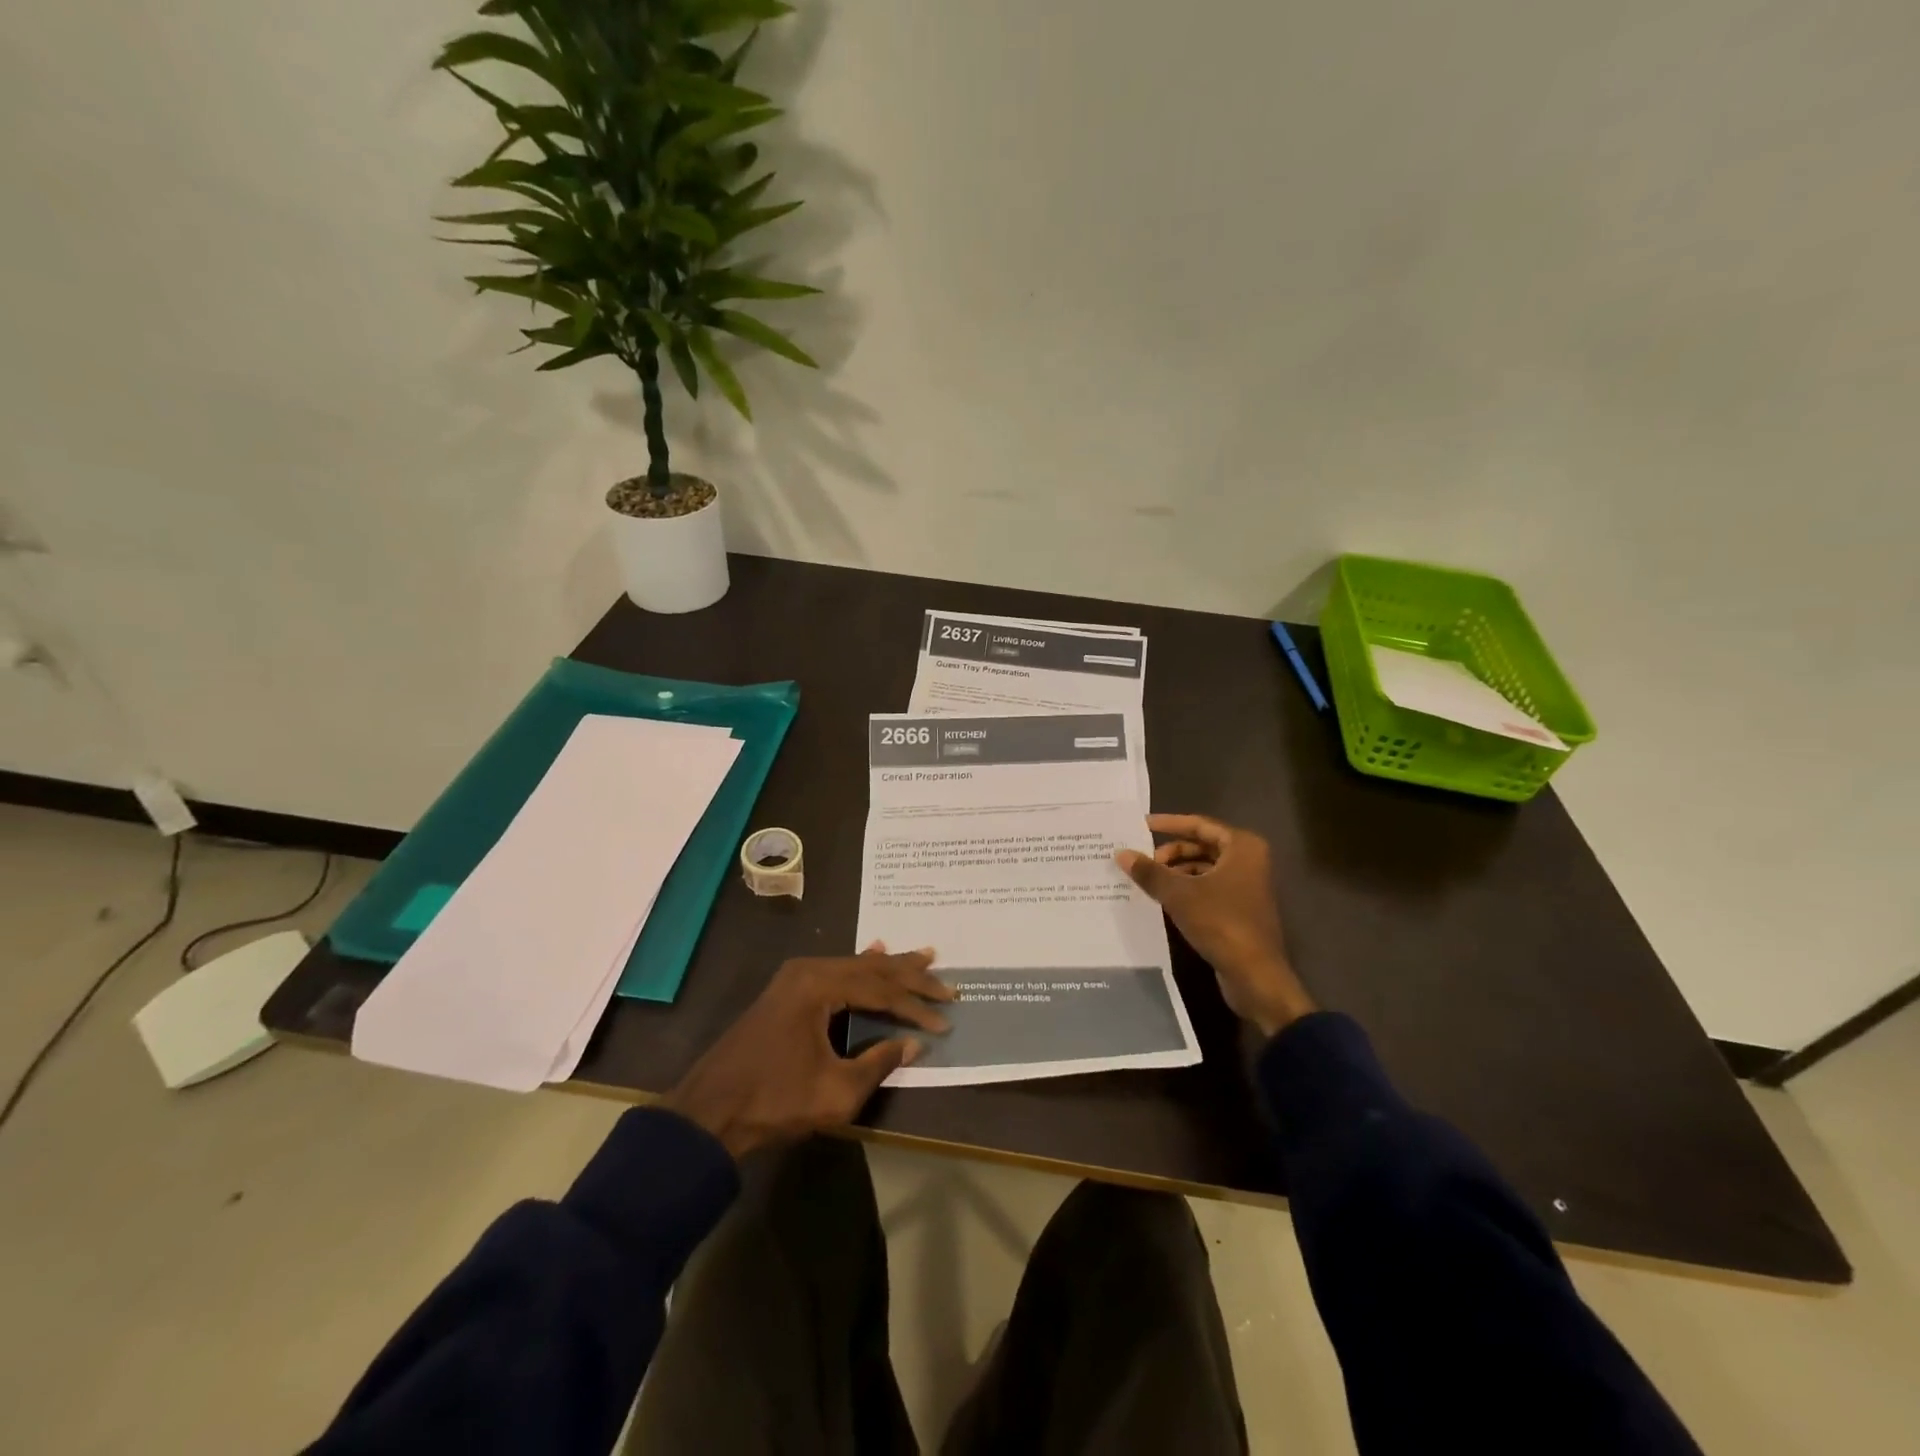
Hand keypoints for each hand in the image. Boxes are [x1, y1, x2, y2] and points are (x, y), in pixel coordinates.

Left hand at [662, 946, 952, 1159]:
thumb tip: (915, 1044)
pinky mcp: (787, 991)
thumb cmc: (774, 1101)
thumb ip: (879, 1062)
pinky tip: (875, 952)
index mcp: (819, 985)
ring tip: (923, 959)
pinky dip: (862, 970)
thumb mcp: (836, 1092)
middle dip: (909, 977)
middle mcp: (809, 970)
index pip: (880, 990)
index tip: (945, 1020)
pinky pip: (836, 972)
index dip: (915, 1007)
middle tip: (945, 979)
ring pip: (854, 967)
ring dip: (889, 969)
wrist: (709, 1112)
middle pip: (870, 969)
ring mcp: (795, 977)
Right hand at [1116, 814, 1315, 1037]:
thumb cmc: (1221, 923)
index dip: (1169, 823)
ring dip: (1176, 871)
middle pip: (1201, 846)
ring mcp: (1246, 885)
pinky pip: (1208, 887)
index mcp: (1242, 847)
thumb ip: (1150, 872)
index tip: (1141, 825)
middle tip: (1142, 860)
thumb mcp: (1179, 894)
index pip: (1199, 825)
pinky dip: (1186, 888)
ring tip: (1147, 880)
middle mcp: (1248, 860)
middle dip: (1170, 852)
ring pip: (1203, 868)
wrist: (1255, 975)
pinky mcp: (1240, 908)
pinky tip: (1163, 898)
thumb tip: (1121, 853)